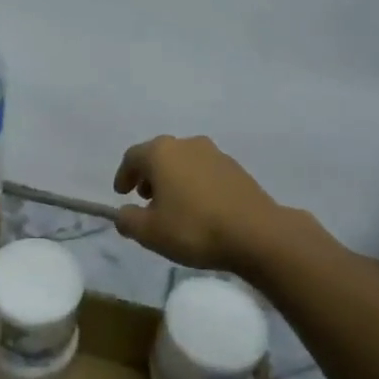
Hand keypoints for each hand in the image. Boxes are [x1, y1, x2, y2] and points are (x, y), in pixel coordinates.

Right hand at [112, 135, 287, 273]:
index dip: (124, 175)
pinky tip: (199, 208)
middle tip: (145, 198)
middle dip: (149, 175)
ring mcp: (215, 154)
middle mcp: (187, 144)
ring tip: (173, 205)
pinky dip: (194, 184)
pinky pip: (204, 172)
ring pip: (184, 162)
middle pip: (159, 155)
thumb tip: (123, 213)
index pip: (133, 157)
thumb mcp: (150, 232)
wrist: (256, 234)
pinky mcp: (236, 168)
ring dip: (173, 179)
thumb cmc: (194, 228)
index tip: (122, 193)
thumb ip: (128, 220)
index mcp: (161, 152)